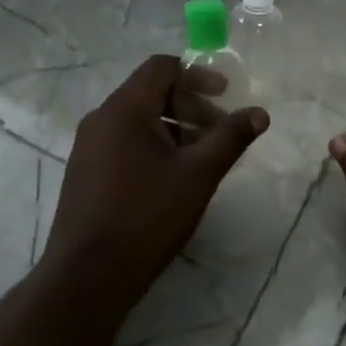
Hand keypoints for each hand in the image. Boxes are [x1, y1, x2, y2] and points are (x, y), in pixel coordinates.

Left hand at [45, 55, 268, 306]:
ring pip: (138, 120)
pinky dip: (153, 146)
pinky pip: (124, 141)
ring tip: (201, 160)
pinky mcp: (85, 172)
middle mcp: (100, 119)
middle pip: (151, 92)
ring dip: (174, 129)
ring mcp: (88, 146)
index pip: (162, 67)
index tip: (225, 96)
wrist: (87, 278)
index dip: (198, 75)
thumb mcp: (198, 175)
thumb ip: (230, 138)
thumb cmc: (146, 218)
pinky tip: (171, 180)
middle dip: (191, 107)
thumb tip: (260, 112)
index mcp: (124, 109)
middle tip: (219, 136)